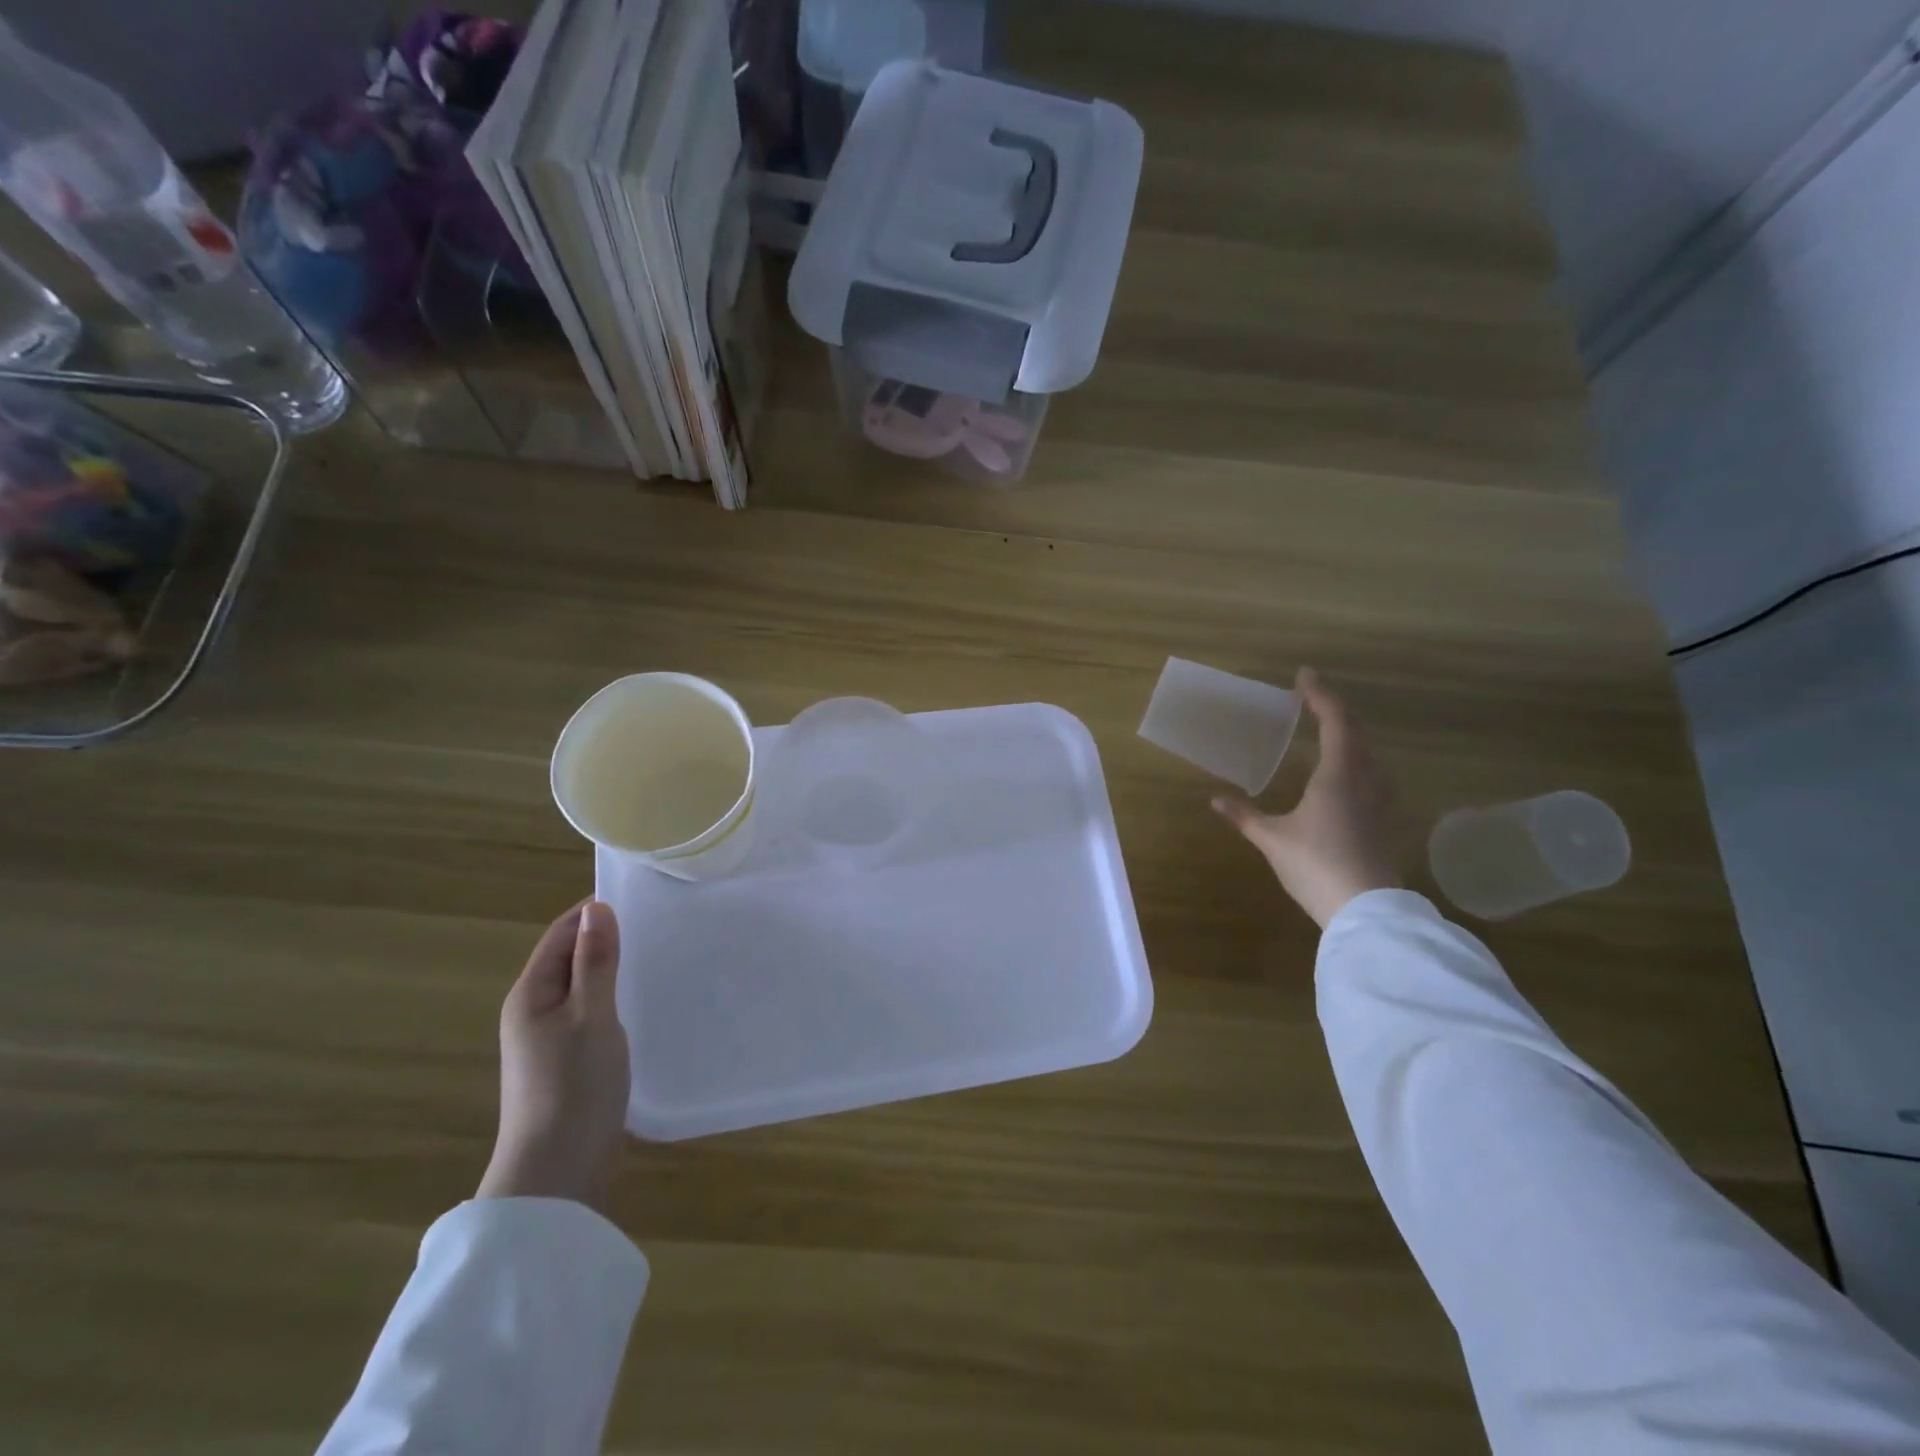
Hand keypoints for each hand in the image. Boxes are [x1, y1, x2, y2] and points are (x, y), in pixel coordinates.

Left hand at [477, 901, 629, 1210]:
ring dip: (611, 970)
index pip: (561, 933)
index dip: (594, 913)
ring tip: (656, 957)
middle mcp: (533, 1011)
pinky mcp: (567, 1061)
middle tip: (658, 926)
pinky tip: (641, 1003)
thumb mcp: (591, 1015)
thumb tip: (597, 907)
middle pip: (570, 958)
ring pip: (582, 987)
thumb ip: (595, 961)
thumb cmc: (574, 1085)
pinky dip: (613, 999)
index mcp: (530, 994)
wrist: (557, 1170)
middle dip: (606, 939)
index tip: (641, 898)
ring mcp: (548, 1039)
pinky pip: (590, 1013)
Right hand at [1212, 668, 1402, 927]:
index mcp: (1338, 775)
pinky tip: (1346, 776)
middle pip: (1356, 733)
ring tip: (1329, 732)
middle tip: (1312, 701)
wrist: (1367, 910)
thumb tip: (1215, 799)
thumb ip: (1244, 815)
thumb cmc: (1316, 865)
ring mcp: (1380, 801)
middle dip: (1335, 711)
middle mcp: (1365, 780)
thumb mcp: (1273, 839)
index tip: (1303, 676)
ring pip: (1369, 754)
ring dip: (1350, 736)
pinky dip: (1357, 761)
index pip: (1335, 722)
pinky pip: (1372, 775)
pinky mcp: (1385, 820)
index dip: (1320, 695)